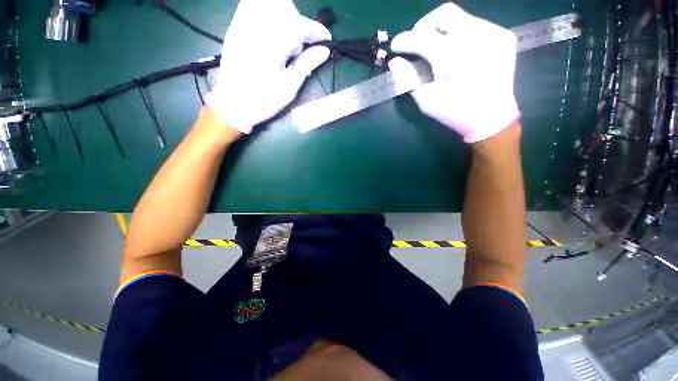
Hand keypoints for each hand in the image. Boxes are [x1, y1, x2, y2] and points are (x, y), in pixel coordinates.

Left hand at [206, 0, 331, 133]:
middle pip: (285, 8)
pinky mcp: (236, 25)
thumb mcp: (289, 87)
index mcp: (272, 46)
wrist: (232, 103)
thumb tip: (324, 51)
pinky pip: (254, 6)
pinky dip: (270, 15)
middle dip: (299, 23)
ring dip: (285, 17)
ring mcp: (243, 23)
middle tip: (301, 46)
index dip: (317, 31)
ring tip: (286, 41)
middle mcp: (256, 27)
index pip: (300, 26)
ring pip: (270, 4)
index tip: (326, 39)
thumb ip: (306, 65)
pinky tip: (272, 35)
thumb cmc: (263, 100)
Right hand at [389, 3, 519, 142]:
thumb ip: (409, 78)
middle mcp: (474, 36)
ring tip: (438, 50)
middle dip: (424, 26)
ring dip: (443, 31)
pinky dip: (461, 36)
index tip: (396, 45)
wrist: (492, 118)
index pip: (422, 37)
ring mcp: (493, 34)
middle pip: (443, 14)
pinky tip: (459, 53)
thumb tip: (395, 62)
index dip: (405, 40)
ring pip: (461, 18)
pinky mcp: (503, 37)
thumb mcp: (427, 100)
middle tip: (418, 43)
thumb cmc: (455, 113)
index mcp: (452, 56)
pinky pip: (477, 26)